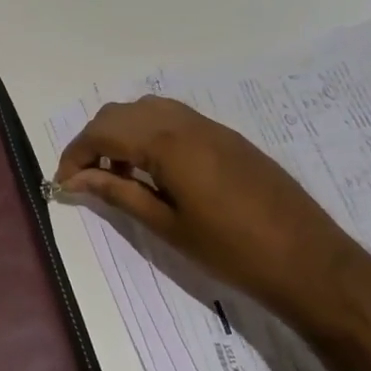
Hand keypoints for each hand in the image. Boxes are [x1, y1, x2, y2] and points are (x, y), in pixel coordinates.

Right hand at [55, 96, 359, 321]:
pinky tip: (154, 170)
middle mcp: (185, 122)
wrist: (308, 259)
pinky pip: (173, 119)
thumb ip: (118, 194)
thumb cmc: (231, 250)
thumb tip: (75, 181)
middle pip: (120, 114)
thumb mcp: (167, 226)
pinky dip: (149, 134)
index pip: (102, 134)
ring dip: (122, 133)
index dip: (74, 156)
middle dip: (93, 141)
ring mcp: (210, 126)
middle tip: (85, 180)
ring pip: (147, 110)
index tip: (62, 183)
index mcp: (167, 144)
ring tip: (118, 175)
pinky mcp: (227, 136)